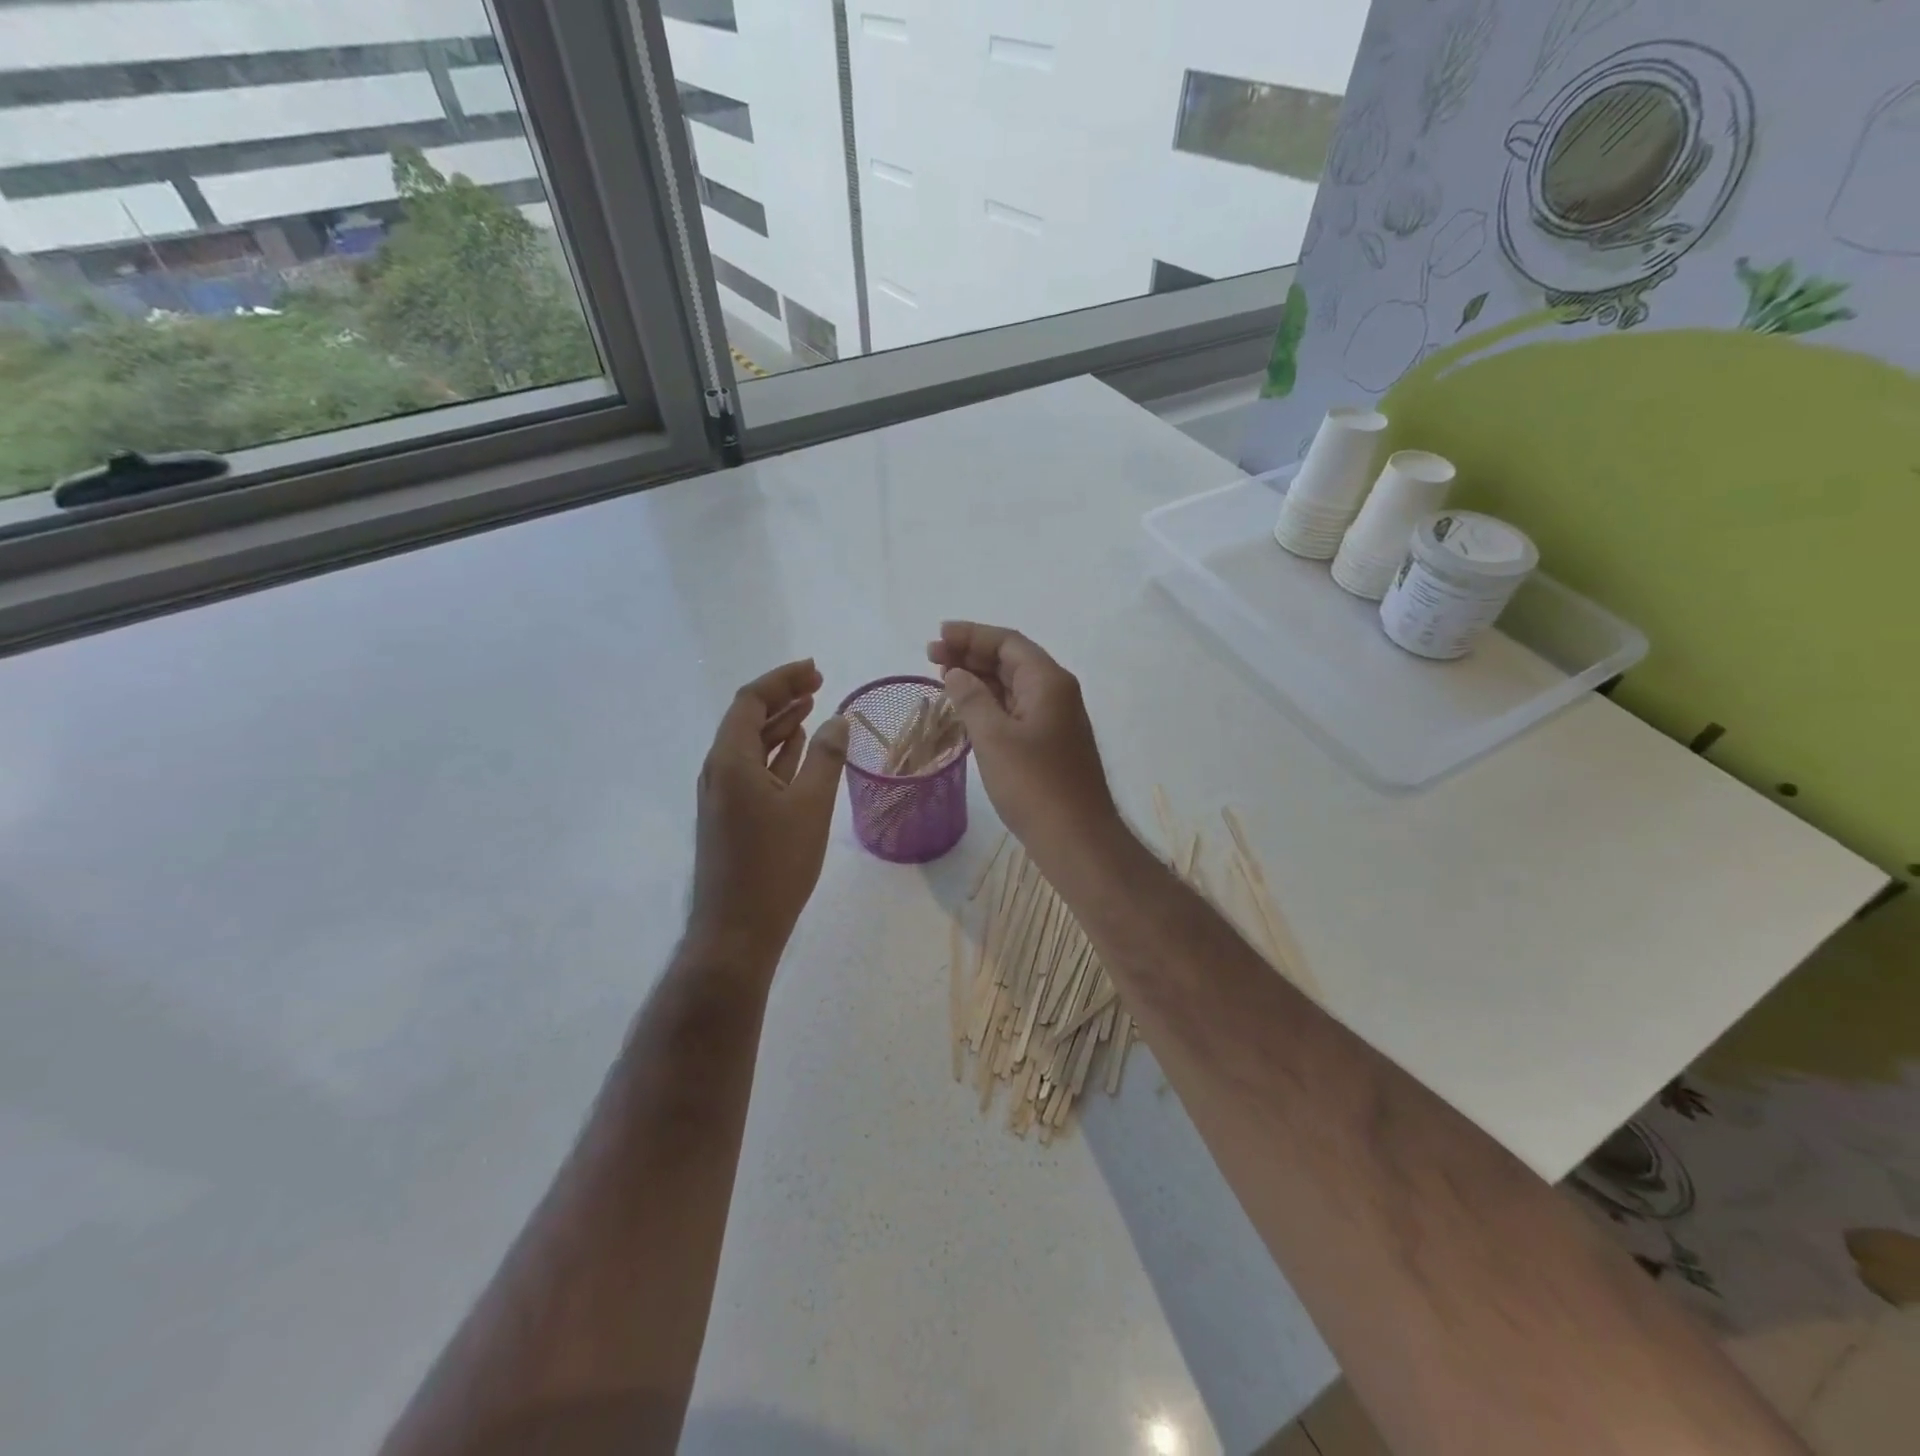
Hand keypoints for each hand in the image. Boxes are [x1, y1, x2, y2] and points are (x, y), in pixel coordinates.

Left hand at [689, 660, 849, 964]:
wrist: (737, 930)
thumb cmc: (775, 865)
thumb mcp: (810, 807)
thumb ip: (825, 758)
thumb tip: (838, 720)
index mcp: (730, 760)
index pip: (751, 701)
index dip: (782, 680)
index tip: (815, 670)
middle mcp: (718, 769)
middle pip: (748, 718)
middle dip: (782, 696)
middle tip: (818, 682)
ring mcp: (722, 794)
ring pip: (751, 744)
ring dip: (780, 723)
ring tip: (813, 707)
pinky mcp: (731, 815)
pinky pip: (753, 768)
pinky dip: (776, 752)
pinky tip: (798, 747)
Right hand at [928, 622, 1120, 860]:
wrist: (1076, 838)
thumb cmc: (1034, 785)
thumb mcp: (994, 738)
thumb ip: (972, 698)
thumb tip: (956, 673)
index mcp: (1048, 681)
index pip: (1007, 642)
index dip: (971, 635)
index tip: (937, 636)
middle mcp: (1056, 693)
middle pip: (1011, 660)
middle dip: (971, 654)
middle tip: (931, 657)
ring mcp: (1055, 719)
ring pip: (1013, 686)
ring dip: (979, 678)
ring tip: (943, 677)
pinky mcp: (1050, 744)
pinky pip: (1016, 710)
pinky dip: (990, 703)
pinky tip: (967, 709)